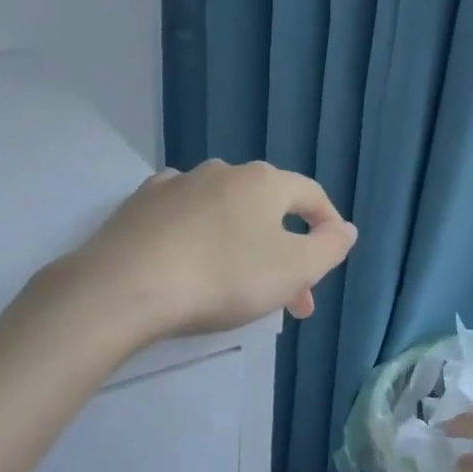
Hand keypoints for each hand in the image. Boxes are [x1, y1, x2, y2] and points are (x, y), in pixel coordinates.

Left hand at [66, 160, 356, 339]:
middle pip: (267, 208)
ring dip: (242, 243)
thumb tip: (345, 228)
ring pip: (225, 211)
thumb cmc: (223, 277)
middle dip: (285, 253)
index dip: (329, 225)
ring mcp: (177, 184)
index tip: (331, 259)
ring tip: (239, 284)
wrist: (126, 286)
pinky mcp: (140, 204)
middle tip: (290, 300)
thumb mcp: (293, 269)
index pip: (311, 195)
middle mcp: (222, 171)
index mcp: (264, 182)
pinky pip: (183, 214)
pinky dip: (198, 233)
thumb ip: (329, 248)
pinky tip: (191, 255)